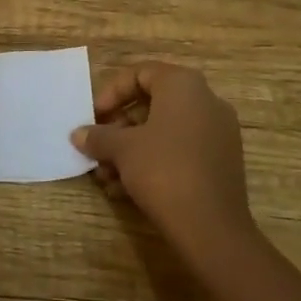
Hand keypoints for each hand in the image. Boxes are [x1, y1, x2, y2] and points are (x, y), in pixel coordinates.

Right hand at [72, 63, 257, 264]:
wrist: (211, 227)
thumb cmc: (163, 171)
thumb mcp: (122, 150)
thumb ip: (98, 136)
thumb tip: (78, 134)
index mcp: (184, 85)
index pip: (141, 73)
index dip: (111, 92)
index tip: (93, 117)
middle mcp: (206, 100)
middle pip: (152, 103)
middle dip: (119, 127)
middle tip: (97, 147)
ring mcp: (218, 132)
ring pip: (164, 131)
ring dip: (131, 149)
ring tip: (106, 176)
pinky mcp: (221, 161)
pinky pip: (180, 150)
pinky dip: (153, 162)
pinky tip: (126, 189)